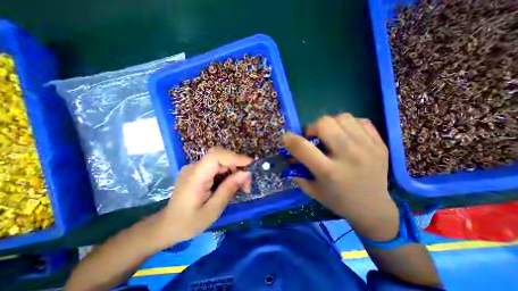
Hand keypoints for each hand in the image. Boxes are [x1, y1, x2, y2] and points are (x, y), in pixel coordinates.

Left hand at [153, 147, 251, 246]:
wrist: (167, 225)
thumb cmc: (188, 223)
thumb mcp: (212, 210)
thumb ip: (228, 190)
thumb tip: (246, 173)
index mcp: (194, 177)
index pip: (215, 156)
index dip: (234, 157)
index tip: (250, 164)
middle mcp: (193, 167)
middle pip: (220, 157)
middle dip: (237, 166)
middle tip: (246, 184)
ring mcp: (195, 167)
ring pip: (221, 161)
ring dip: (234, 170)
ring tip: (241, 187)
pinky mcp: (198, 170)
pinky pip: (217, 166)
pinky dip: (228, 173)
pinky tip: (230, 184)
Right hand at [285, 114, 397, 240]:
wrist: (374, 208)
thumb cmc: (338, 201)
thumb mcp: (312, 190)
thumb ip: (297, 171)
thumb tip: (289, 155)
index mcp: (329, 171)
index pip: (302, 147)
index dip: (289, 139)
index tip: (286, 138)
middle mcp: (348, 156)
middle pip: (324, 123)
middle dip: (312, 128)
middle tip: (314, 138)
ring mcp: (368, 147)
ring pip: (342, 117)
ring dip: (330, 124)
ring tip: (331, 135)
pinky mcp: (380, 144)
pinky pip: (360, 120)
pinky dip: (348, 124)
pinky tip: (346, 136)